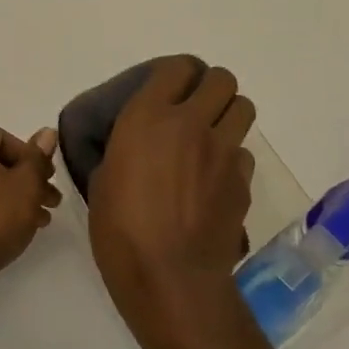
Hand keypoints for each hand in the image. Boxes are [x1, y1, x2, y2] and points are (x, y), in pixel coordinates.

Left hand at [0, 125, 60, 315]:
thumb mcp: (27, 185)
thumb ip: (37, 158)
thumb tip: (47, 132)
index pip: (3, 138)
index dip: (31, 157)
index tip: (48, 179)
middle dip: (25, 180)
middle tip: (50, 201)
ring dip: (12, 198)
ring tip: (39, 221)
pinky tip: (12, 232)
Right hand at [88, 57, 256, 348]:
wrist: (170, 280)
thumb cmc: (120, 231)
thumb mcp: (104, 180)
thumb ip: (124, 149)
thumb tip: (135, 144)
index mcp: (147, 118)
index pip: (177, 68)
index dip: (177, 74)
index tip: (169, 89)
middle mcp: (191, 124)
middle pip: (221, 79)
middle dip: (211, 88)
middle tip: (195, 109)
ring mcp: (223, 151)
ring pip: (243, 107)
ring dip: (228, 115)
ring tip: (211, 138)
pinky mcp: (244, 181)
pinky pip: (244, 152)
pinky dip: (233, 158)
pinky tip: (215, 180)